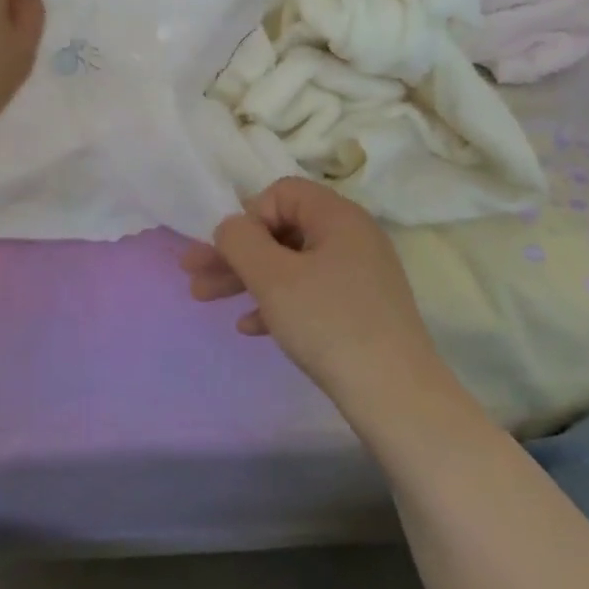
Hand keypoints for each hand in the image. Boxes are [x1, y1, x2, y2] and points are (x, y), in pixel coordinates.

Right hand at [180, 178, 445, 405]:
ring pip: (290, 265)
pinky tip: (249, 328)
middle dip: (233, 253)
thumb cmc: (328, 323)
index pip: (281, 193)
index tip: (230, 252)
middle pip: (280, 230)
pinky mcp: (359, 309)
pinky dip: (276, 303)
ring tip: (204, 299)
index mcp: (338, 217)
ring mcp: (358, 275)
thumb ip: (239, 240)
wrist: (394, 395)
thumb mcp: (272, 276)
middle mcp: (352, 238)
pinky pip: (308, 293)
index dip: (248, 217)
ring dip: (246, 278)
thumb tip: (231, 228)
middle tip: (194, 273)